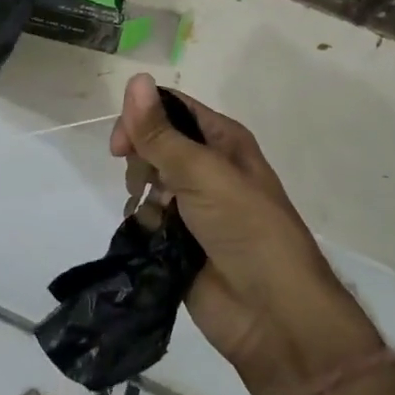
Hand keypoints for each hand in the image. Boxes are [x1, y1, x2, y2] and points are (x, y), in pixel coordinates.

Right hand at [110, 74, 378, 394]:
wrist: (273, 316)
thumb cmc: (246, 229)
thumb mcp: (202, 172)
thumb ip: (160, 132)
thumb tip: (134, 78)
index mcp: (221, 140)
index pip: (170, 108)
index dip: (141, 116)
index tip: (121, 144)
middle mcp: (206, 167)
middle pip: (153, 142)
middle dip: (140, 158)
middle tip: (142, 182)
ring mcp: (192, 206)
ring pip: (147, 181)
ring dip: (142, 193)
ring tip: (154, 215)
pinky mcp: (178, 241)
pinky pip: (147, 218)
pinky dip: (143, 223)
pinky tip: (149, 236)